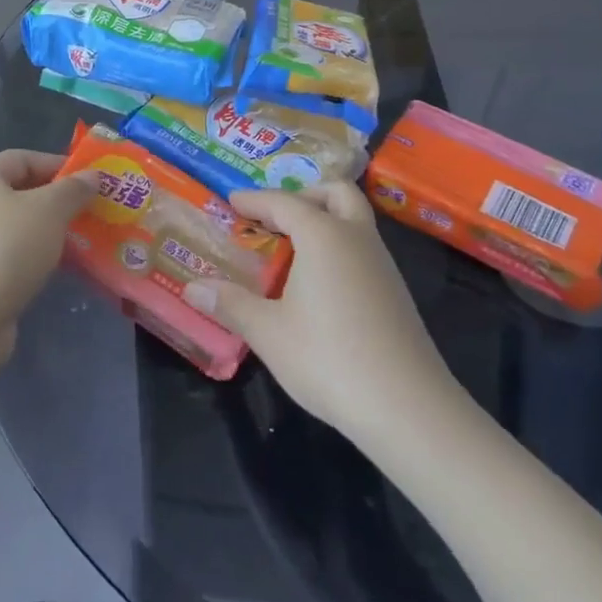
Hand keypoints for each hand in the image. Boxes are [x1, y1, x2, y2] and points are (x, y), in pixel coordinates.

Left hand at [0, 149, 94, 351]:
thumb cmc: (5, 251)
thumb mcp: (49, 211)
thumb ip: (73, 190)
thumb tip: (91, 175)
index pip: (20, 158)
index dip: (55, 164)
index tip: (87, 182)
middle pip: (15, 194)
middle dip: (53, 202)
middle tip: (86, 215)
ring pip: (11, 230)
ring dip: (43, 235)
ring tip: (76, 247)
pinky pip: (3, 260)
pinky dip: (28, 262)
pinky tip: (49, 275)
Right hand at [188, 183, 469, 438]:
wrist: (409, 408)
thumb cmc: (329, 358)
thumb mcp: (269, 332)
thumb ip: (231, 304)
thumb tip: (192, 288)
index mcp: (323, 234)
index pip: (283, 202)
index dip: (254, 200)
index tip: (231, 201)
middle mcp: (356, 237)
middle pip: (335, 193)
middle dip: (304, 195)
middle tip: (275, 216)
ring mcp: (382, 264)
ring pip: (354, 220)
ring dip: (324, 221)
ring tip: (290, 250)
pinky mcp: (396, 292)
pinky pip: (362, 248)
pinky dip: (338, 247)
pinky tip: (318, 284)